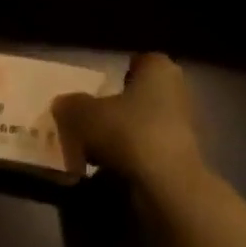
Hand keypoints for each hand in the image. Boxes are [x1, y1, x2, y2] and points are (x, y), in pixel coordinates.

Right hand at [53, 53, 210, 203]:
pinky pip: (146, 152)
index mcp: (159, 69)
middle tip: (86, 120)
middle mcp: (177, 92)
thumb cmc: (128, 131)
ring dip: (119, 136)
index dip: (117, 73)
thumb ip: (71, 104)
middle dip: (116, 108)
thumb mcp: (83, 114)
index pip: (139, 61)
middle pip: (139, 95)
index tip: (96, 88)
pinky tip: (105, 171)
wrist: (166, 185)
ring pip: (142, 125)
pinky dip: (128, 159)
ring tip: (88, 150)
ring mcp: (182, 128)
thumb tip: (63, 104)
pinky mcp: (180, 159)